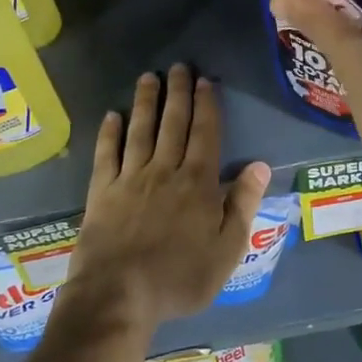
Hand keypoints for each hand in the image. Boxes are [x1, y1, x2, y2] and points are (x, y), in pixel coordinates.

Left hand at [64, 64, 271, 334]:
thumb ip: (243, 205)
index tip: (206, 81)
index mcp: (198, 183)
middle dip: (178, 92)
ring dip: (145, 102)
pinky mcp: (101, 191)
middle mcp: (165, 170)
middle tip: (179, 66)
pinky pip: (106, 154)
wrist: (119, 295)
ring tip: (148, 77)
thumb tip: (260, 165)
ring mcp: (130, 178)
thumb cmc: (180, 277)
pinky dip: (109, 133)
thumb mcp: (227, 250)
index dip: (207, 105)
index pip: (206, 134)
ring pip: (140, 130)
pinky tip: (112, 115)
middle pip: (173, 123)